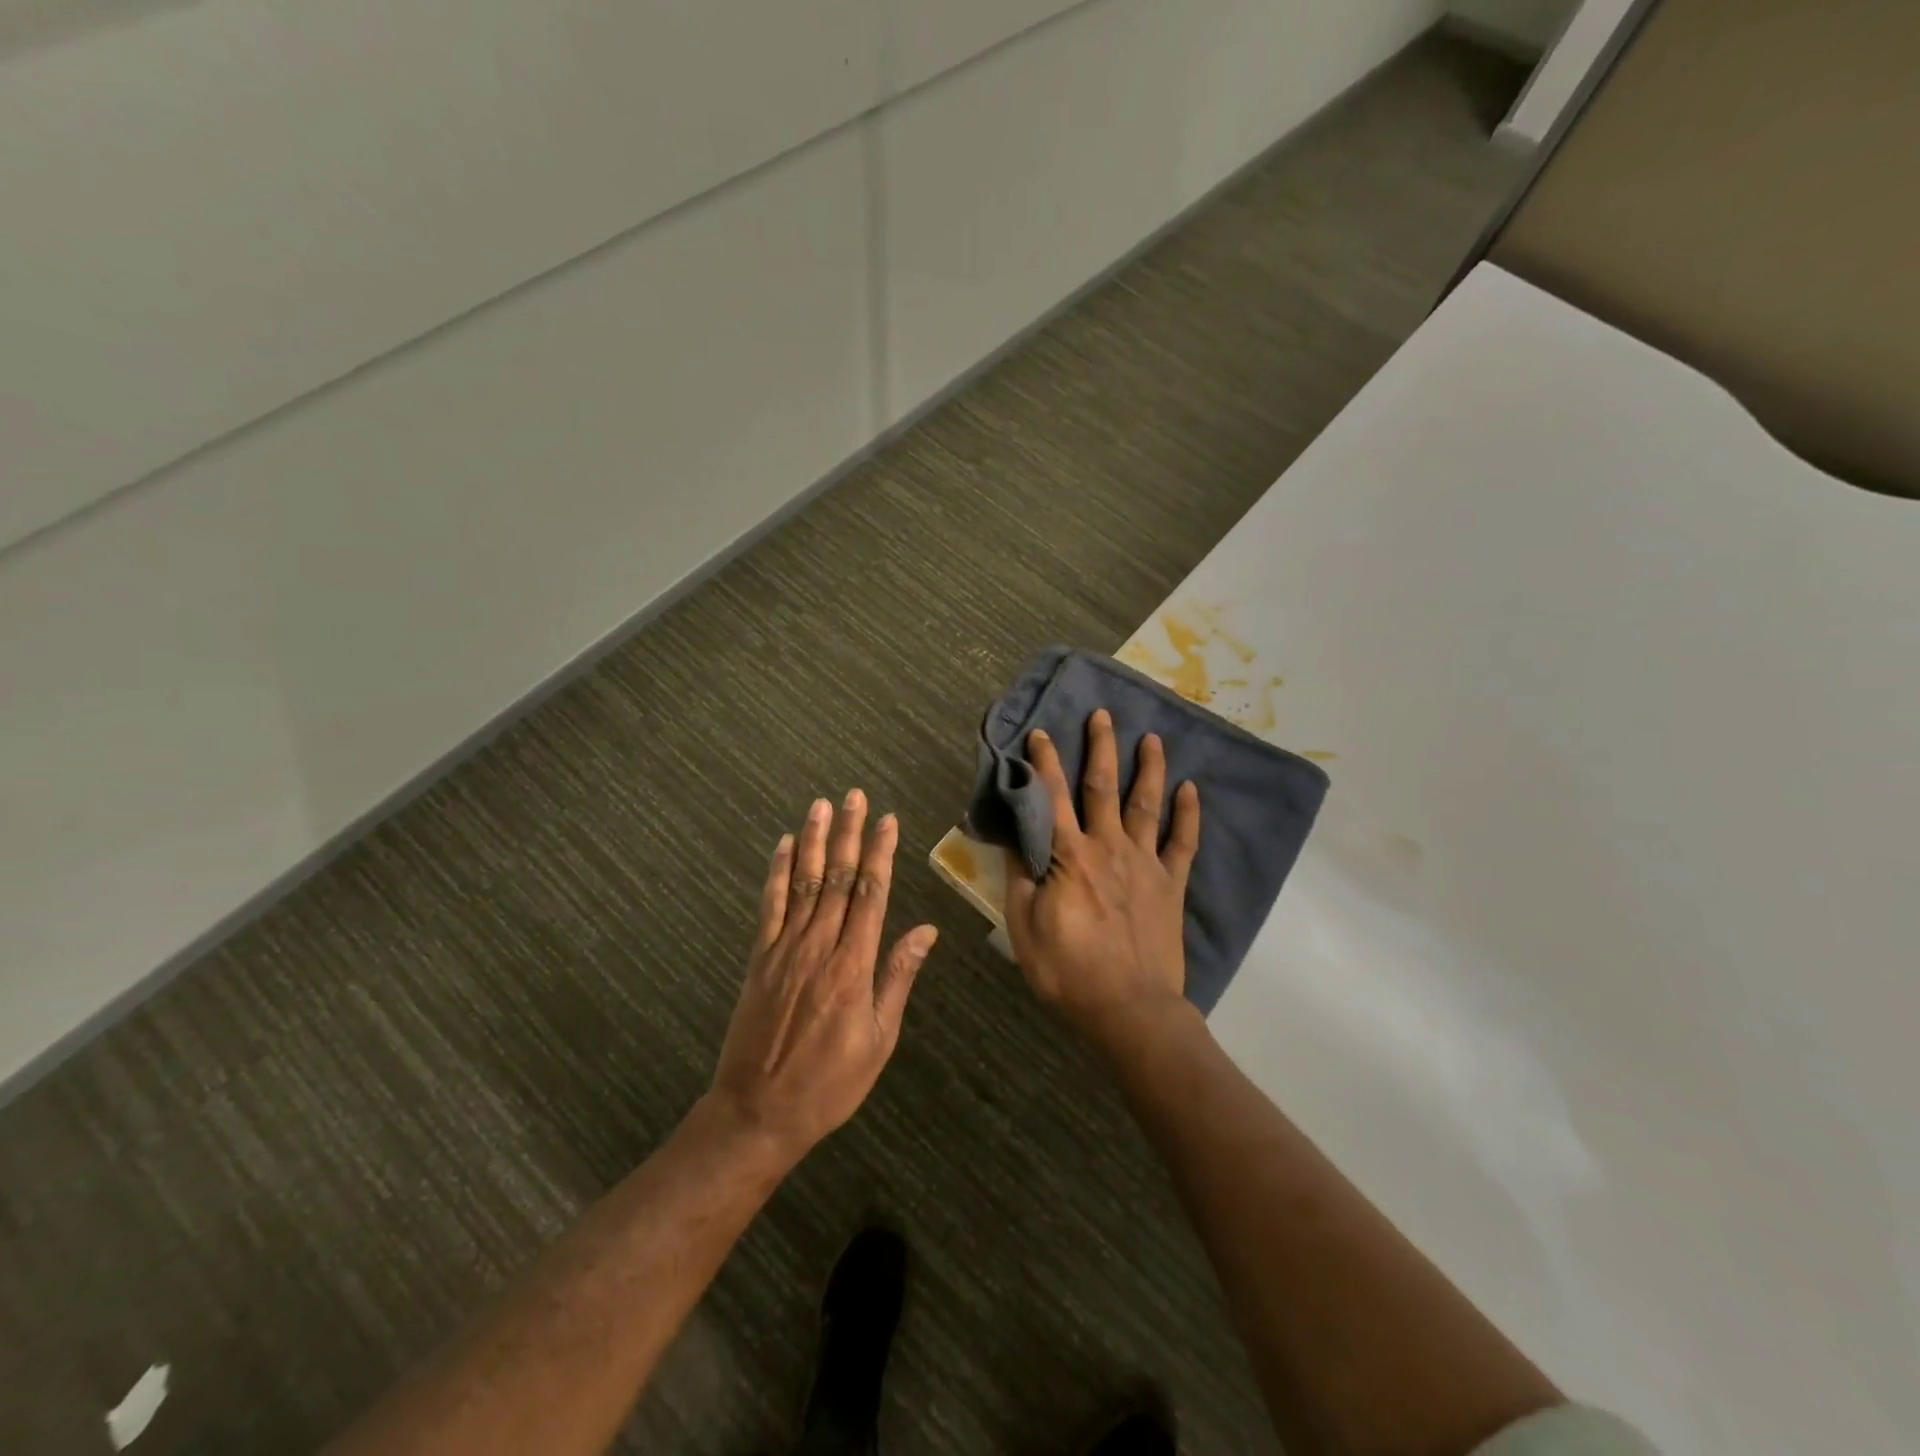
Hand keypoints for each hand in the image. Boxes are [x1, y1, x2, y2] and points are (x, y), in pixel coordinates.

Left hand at [709, 790, 937, 1163]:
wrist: (759, 1113)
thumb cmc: (831, 1082)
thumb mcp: (879, 1038)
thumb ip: (898, 977)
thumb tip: (925, 930)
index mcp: (854, 966)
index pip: (871, 894)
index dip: (880, 853)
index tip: (887, 820)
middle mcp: (820, 946)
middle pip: (838, 878)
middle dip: (848, 833)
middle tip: (854, 795)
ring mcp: (785, 949)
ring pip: (803, 882)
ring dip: (813, 840)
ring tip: (820, 805)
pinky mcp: (759, 959)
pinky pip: (770, 906)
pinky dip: (776, 872)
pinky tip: (782, 845)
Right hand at [1004, 709, 1201, 1055]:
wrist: (1129, 1009)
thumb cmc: (1068, 971)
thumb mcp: (1024, 928)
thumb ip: (1020, 877)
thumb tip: (1015, 837)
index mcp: (1069, 857)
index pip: (1052, 798)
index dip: (1044, 763)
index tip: (1040, 733)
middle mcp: (1108, 848)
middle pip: (1102, 787)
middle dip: (1100, 747)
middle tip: (1103, 714)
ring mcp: (1145, 863)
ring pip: (1146, 804)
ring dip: (1149, 768)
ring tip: (1152, 737)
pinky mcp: (1171, 884)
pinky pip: (1183, 843)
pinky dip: (1188, 814)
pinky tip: (1191, 789)